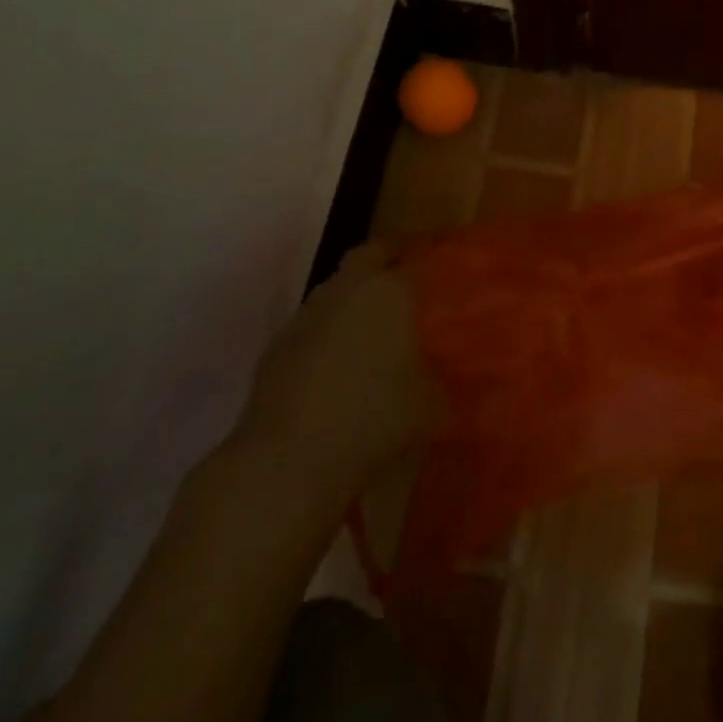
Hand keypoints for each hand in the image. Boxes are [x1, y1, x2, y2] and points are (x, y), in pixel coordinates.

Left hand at [239, 244, 440, 474]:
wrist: (285, 465)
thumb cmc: (372, 421)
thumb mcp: (430, 402)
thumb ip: (440, 374)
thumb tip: (442, 367)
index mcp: (388, 292)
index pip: (415, 257)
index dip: (431, 261)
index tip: (446, 268)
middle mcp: (345, 291)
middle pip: (368, 257)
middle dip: (389, 260)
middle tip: (411, 278)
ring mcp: (305, 317)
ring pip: (337, 290)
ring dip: (355, 299)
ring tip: (377, 325)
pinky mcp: (276, 349)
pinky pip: (314, 326)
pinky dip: (330, 333)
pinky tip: (342, 362)